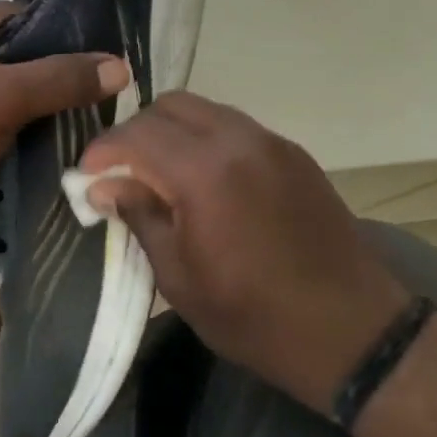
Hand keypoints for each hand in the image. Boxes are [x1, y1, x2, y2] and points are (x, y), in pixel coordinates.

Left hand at [0, 1, 128, 235]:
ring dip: (24, 105)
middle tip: (88, 100)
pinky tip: (27, 145)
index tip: (96, 65)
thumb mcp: (5, 98)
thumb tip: (121, 66)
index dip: (60, 36)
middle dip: (45, 76)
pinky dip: (1, 125)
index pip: (18, 14)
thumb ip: (61, 79)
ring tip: (65, 125)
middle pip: (7, 52)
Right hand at [79, 92, 408, 414]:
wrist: (350, 330)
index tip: (86, 176)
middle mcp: (239, 141)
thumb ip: (139, 217)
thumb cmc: (252, 316)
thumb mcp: (178, 277)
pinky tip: (203, 180)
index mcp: (205, 172)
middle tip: (120, 172)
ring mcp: (272, 143)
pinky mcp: (294, 155)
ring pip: (205, 110)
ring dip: (172, 132)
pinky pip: (235, 127)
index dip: (102, 151)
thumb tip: (105, 185)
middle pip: (170, 107)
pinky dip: (206, 140)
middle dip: (136, 132)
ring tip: (158, 174)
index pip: (136, 135)